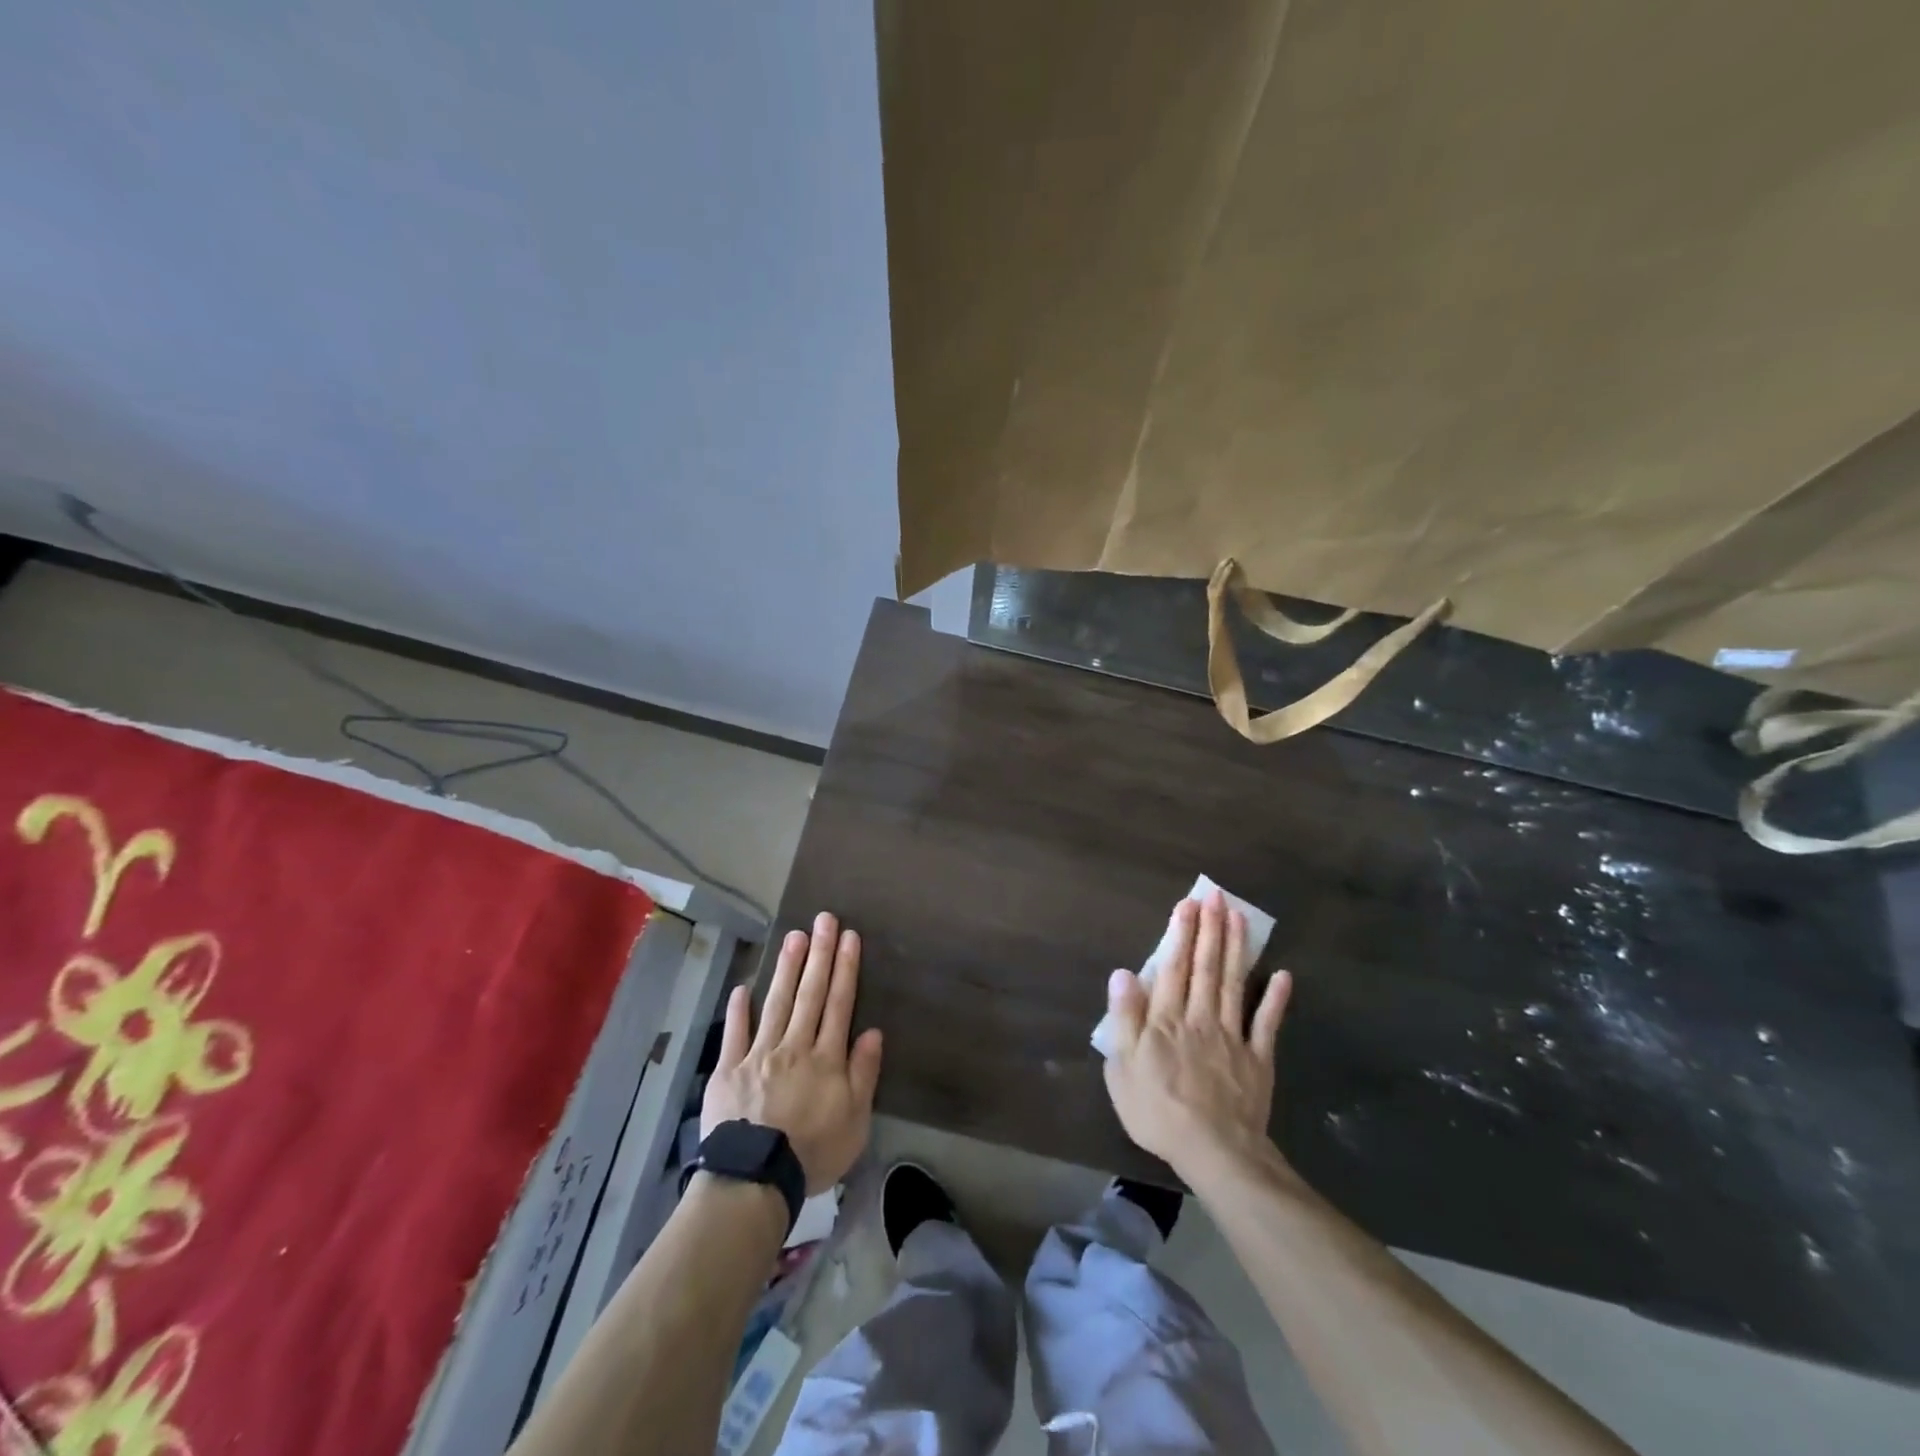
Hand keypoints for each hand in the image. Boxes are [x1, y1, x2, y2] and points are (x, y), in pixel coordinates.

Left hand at [702, 911, 883, 1193]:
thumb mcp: (855, 1121)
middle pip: (810, 994)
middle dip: (819, 954)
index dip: (845, 968)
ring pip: (776, 1004)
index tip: (849, 937)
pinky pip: (735, 1034)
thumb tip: (873, 1032)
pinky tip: (742, 987)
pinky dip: (738, 1010)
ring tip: (794, 937)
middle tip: (824, 920)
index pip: (839, 1004)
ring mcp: (759, 1054)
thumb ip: (864, 1074)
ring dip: (786, 969)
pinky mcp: (729, 1070)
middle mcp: (794, 1046)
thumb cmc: (812, 1152)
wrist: (755, 1178)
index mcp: (826, 1058)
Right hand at [1102, 892, 1292, 1181]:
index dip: (1180, 935)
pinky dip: (1276, 998)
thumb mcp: (1123, 1068)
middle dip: (1210, 929)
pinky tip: (1284, 974)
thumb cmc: (1158, 1111)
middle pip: (1206, 967)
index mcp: (1166, 1020)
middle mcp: (1200, 1017)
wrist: (1215, 1152)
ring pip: (1235, 983)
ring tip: (1240, 917)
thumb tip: (1123, 974)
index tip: (1187, 905)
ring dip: (1237, 948)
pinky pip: (1267, 1023)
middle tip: (1216, 897)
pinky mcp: (1258, 1058)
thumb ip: (1124, 1018)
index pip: (1173, 968)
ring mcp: (1233, 1036)